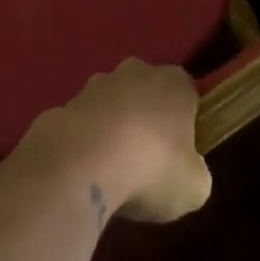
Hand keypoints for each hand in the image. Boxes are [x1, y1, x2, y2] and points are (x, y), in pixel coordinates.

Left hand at [14, 58, 211, 223]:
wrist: (80, 164)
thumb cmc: (151, 169)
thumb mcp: (194, 187)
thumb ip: (196, 173)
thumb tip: (189, 171)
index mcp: (174, 83)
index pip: (186, 90)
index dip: (186, 118)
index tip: (182, 148)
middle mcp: (135, 73)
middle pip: (146, 90)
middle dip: (146, 116)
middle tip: (148, 157)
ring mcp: (95, 85)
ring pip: (111, 103)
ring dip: (112, 127)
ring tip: (112, 168)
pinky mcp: (63, 104)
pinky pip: (81, 123)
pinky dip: (83, 142)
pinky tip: (84, 172)